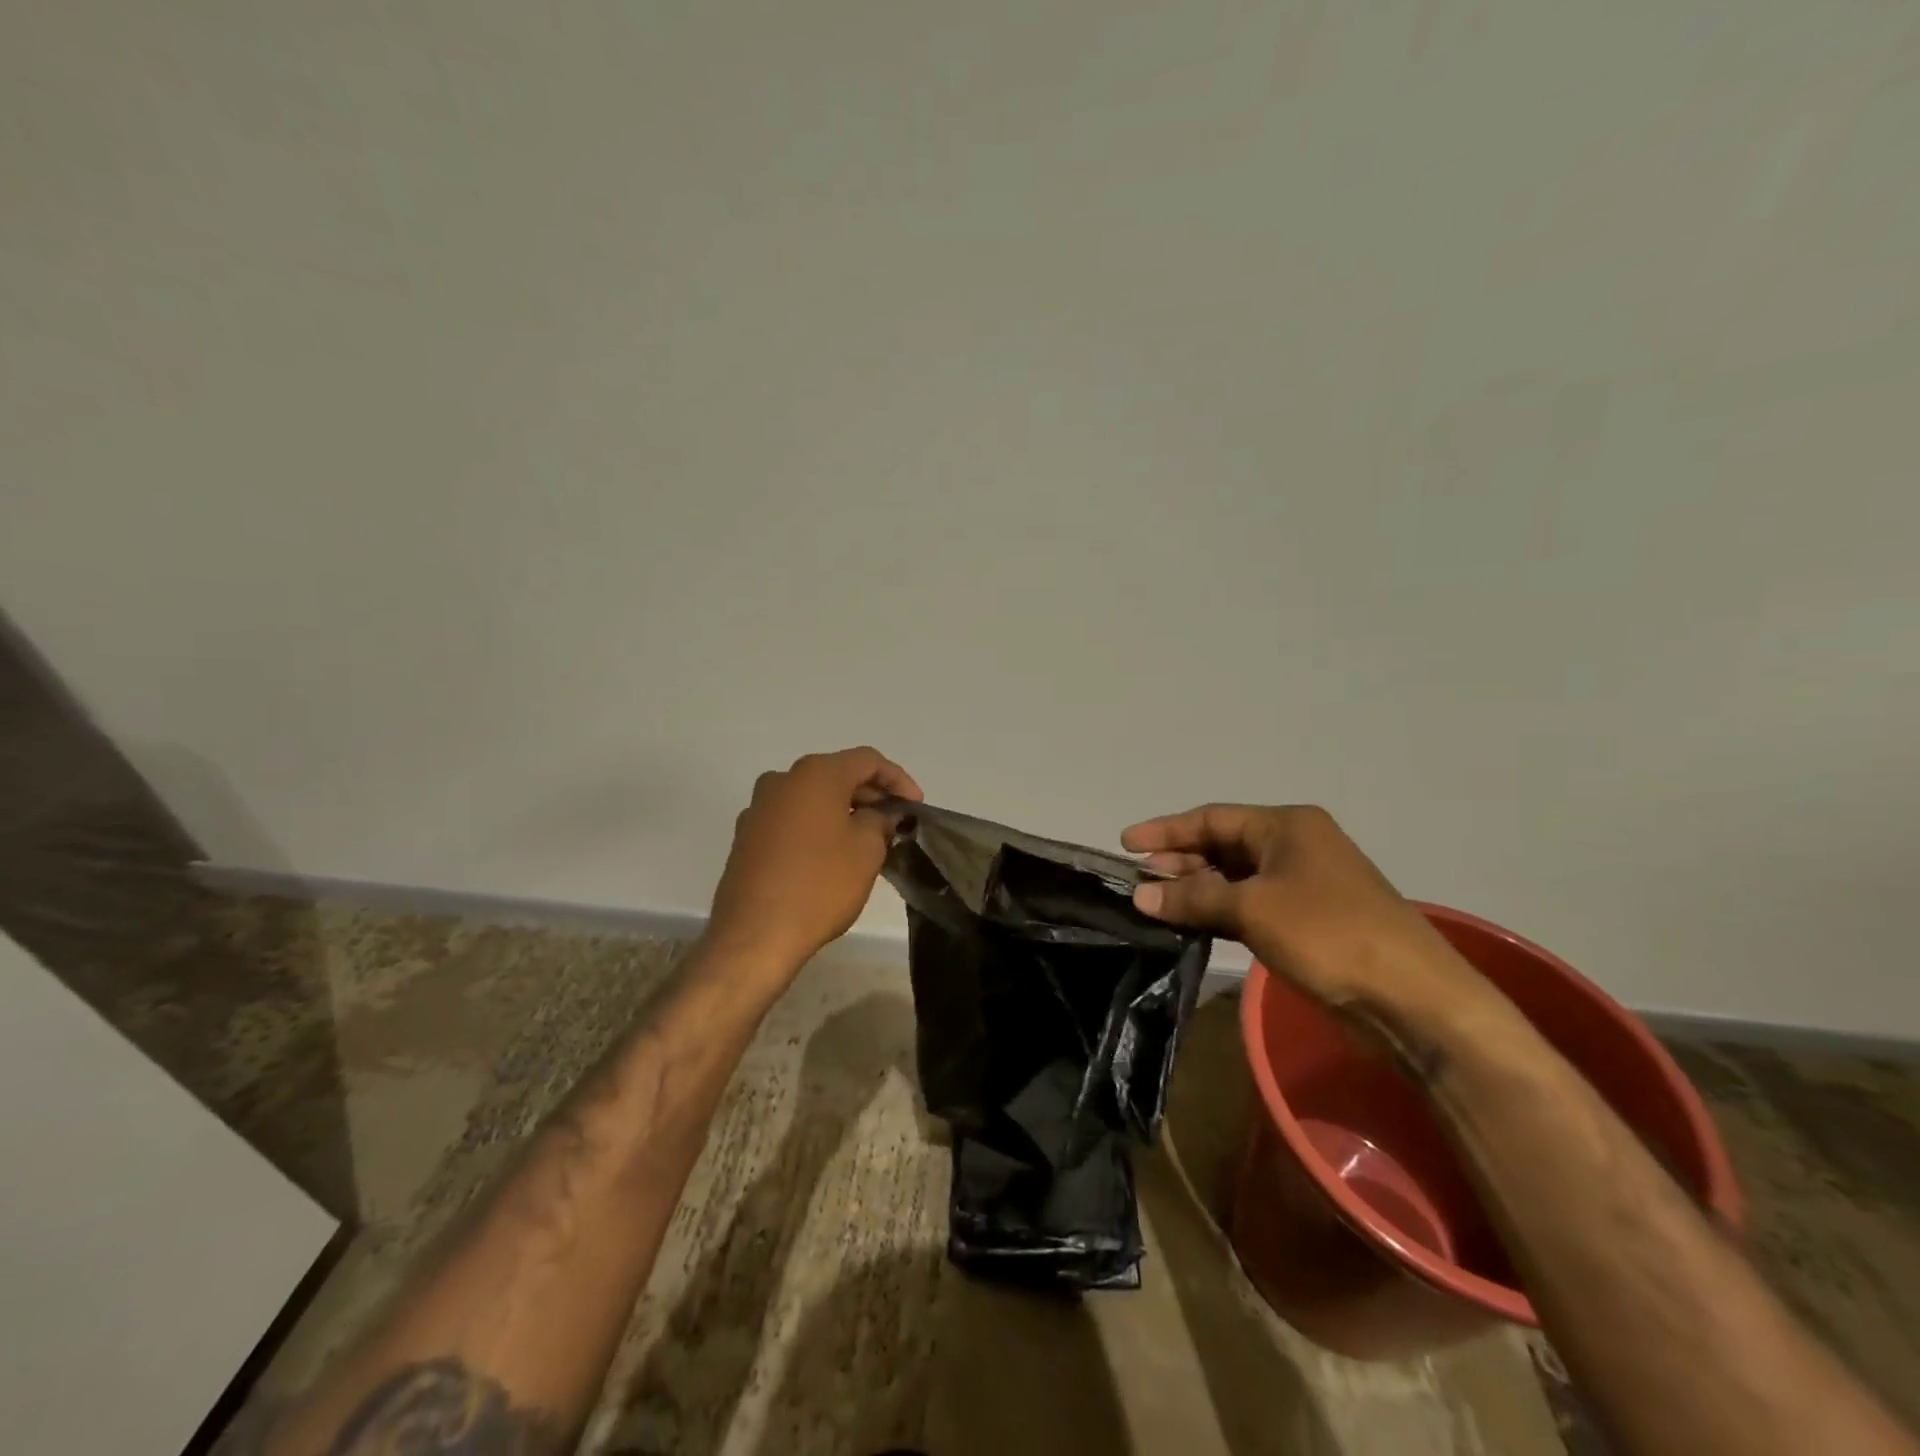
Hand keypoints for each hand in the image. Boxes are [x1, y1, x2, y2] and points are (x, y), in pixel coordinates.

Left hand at [704, 747, 922, 982]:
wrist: (755, 933)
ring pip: (812, 798)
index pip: (867, 760)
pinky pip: (792, 820)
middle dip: (870, 795)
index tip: (916, 806)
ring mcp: (759, 808)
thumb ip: (881, 820)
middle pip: (837, 775)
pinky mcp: (747, 837)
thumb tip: (880, 814)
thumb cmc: (820, 884)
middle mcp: (782, 780)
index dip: (898, 779)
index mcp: (815, 774)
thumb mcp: (867, 850)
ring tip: (867, 839)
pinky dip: (817, 827)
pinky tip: (832, 855)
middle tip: (895, 823)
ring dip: (843, 812)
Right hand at [1120, 804, 1491, 1022]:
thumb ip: (1193, 898)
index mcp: (1286, 826)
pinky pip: (1252, 905)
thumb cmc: (1328, 933)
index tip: (1125, 844)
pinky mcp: (1309, 920)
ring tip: (1157, 905)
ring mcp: (1304, 884)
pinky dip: (1221, 912)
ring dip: (1198, 890)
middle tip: (1140, 882)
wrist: (1411, 997)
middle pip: (1223, 845)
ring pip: (1236, 878)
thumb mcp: (1252, 909)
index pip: (1212, 818)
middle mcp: (1295, 846)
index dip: (1166, 830)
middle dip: (1180, 862)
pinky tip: (1193, 925)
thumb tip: (1141, 895)